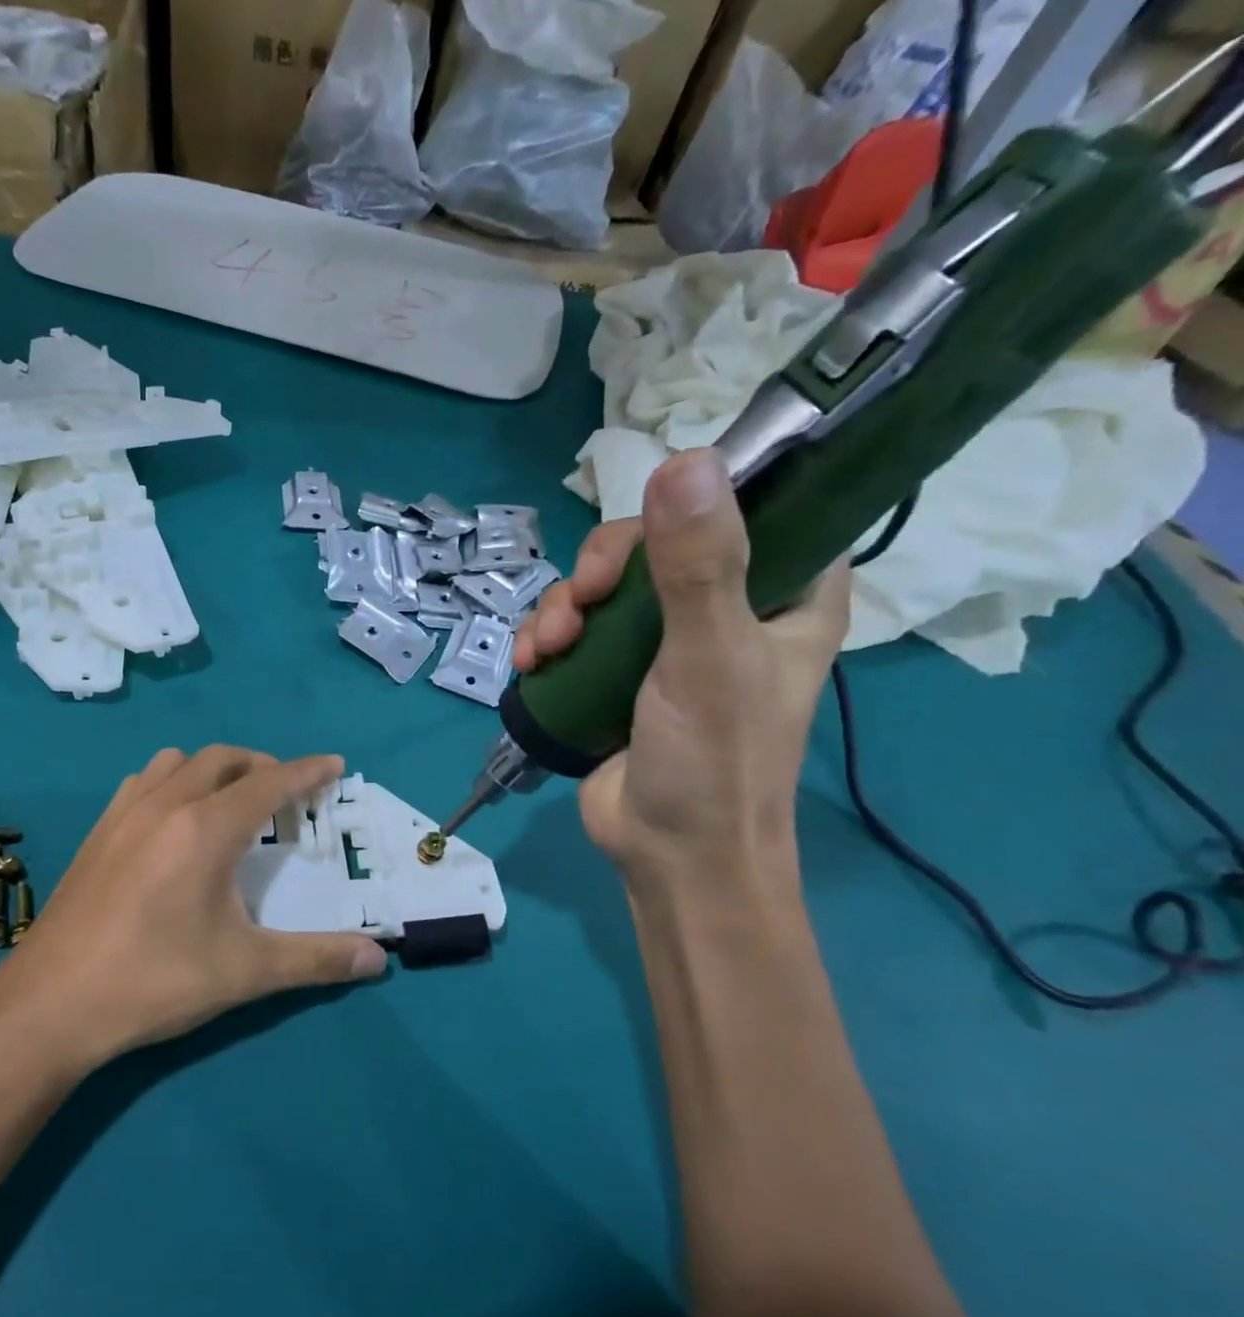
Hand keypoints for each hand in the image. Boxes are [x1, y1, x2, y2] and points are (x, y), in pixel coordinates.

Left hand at [0, 748, 386, 1072]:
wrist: (50, 1005)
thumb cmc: (154, 981)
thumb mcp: (245, 972)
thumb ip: (316, 960)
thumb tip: (379, 958)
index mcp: (206, 828)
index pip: (269, 783)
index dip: (306, 772)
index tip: (333, 764)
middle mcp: (165, 805)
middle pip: (223, 759)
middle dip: (262, 765)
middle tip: (286, 794)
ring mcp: (123, 814)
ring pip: (176, 761)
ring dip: (213, 768)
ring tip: (230, 801)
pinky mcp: (96, 833)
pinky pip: (142, 782)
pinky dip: (172, 781)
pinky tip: (172, 821)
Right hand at [513, 449, 849, 884]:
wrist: (668, 857)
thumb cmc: (714, 763)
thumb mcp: (709, 658)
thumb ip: (698, 566)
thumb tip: (683, 460)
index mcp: (786, 593)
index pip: (754, 506)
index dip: (698, 497)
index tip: (648, 523)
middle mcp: (727, 607)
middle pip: (654, 544)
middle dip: (601, 570)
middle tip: (582, 602)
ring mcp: (664, 642)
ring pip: (603, 588)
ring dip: (562, 607)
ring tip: (545, 647)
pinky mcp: (614, 672)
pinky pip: (575, 628)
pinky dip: (546, 637)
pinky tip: (530, 662)